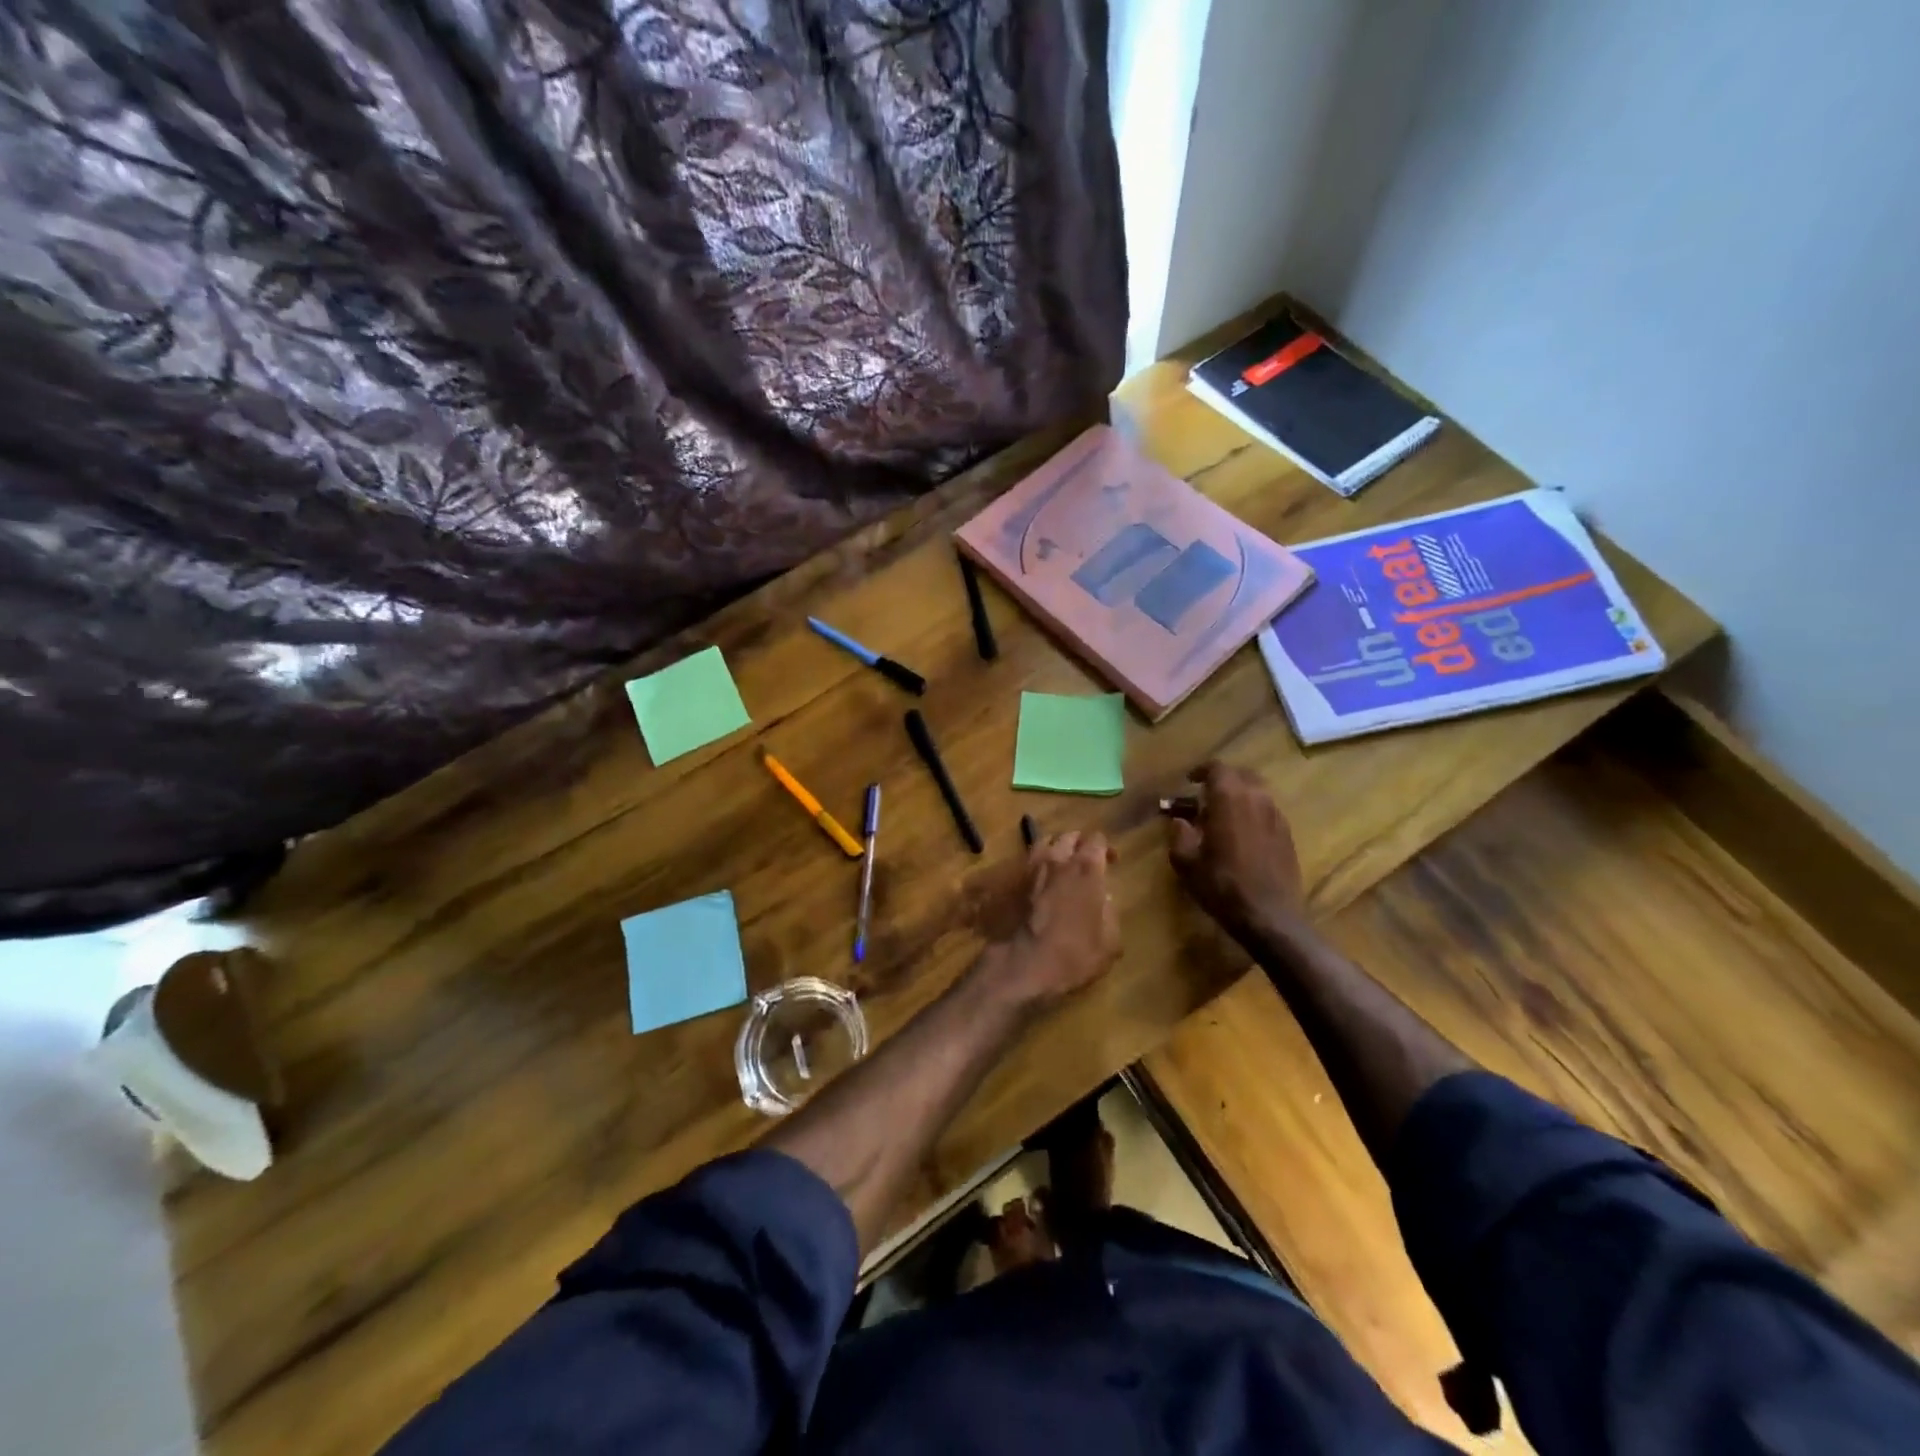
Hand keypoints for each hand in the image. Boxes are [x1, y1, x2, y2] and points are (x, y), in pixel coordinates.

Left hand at [988, 831, 1120, 1009]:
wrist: (1024, 964)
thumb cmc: (1074, 955)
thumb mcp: (1110, 942)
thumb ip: (1110, 914)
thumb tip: (1103, 900)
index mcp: (1087, 870)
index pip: (1097, 840)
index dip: (1105, 848)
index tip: (1111, 862)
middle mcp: (1059, 860)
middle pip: (1069, 836)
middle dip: (1080, 843)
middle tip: (1086, 860)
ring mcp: (1032, 868)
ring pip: (1045, 842)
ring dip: (1056, 847)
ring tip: (1062, 863)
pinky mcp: (1013, 881)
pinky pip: (1028, 860)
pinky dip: (1037, 863)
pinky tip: (1041, 878)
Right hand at [1164, 761, 1306, 944]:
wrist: (1270, 916)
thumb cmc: (1222, 886)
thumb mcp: (1186, 862)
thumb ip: (1179, 834)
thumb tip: (1179, 820)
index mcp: (1229, 799)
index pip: (1217, 768)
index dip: (1201, 771)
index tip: (1189, 781)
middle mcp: (1257, 799)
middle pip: (1241, 775)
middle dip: (1223, 780)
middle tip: (1206, 796)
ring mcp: (1276, 816)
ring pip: (1258, 792)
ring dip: (1239, 796)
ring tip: (1223, 816)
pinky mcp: (1287, 835)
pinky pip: (1268, 811)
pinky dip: (1253, 813)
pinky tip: (1242, 835)